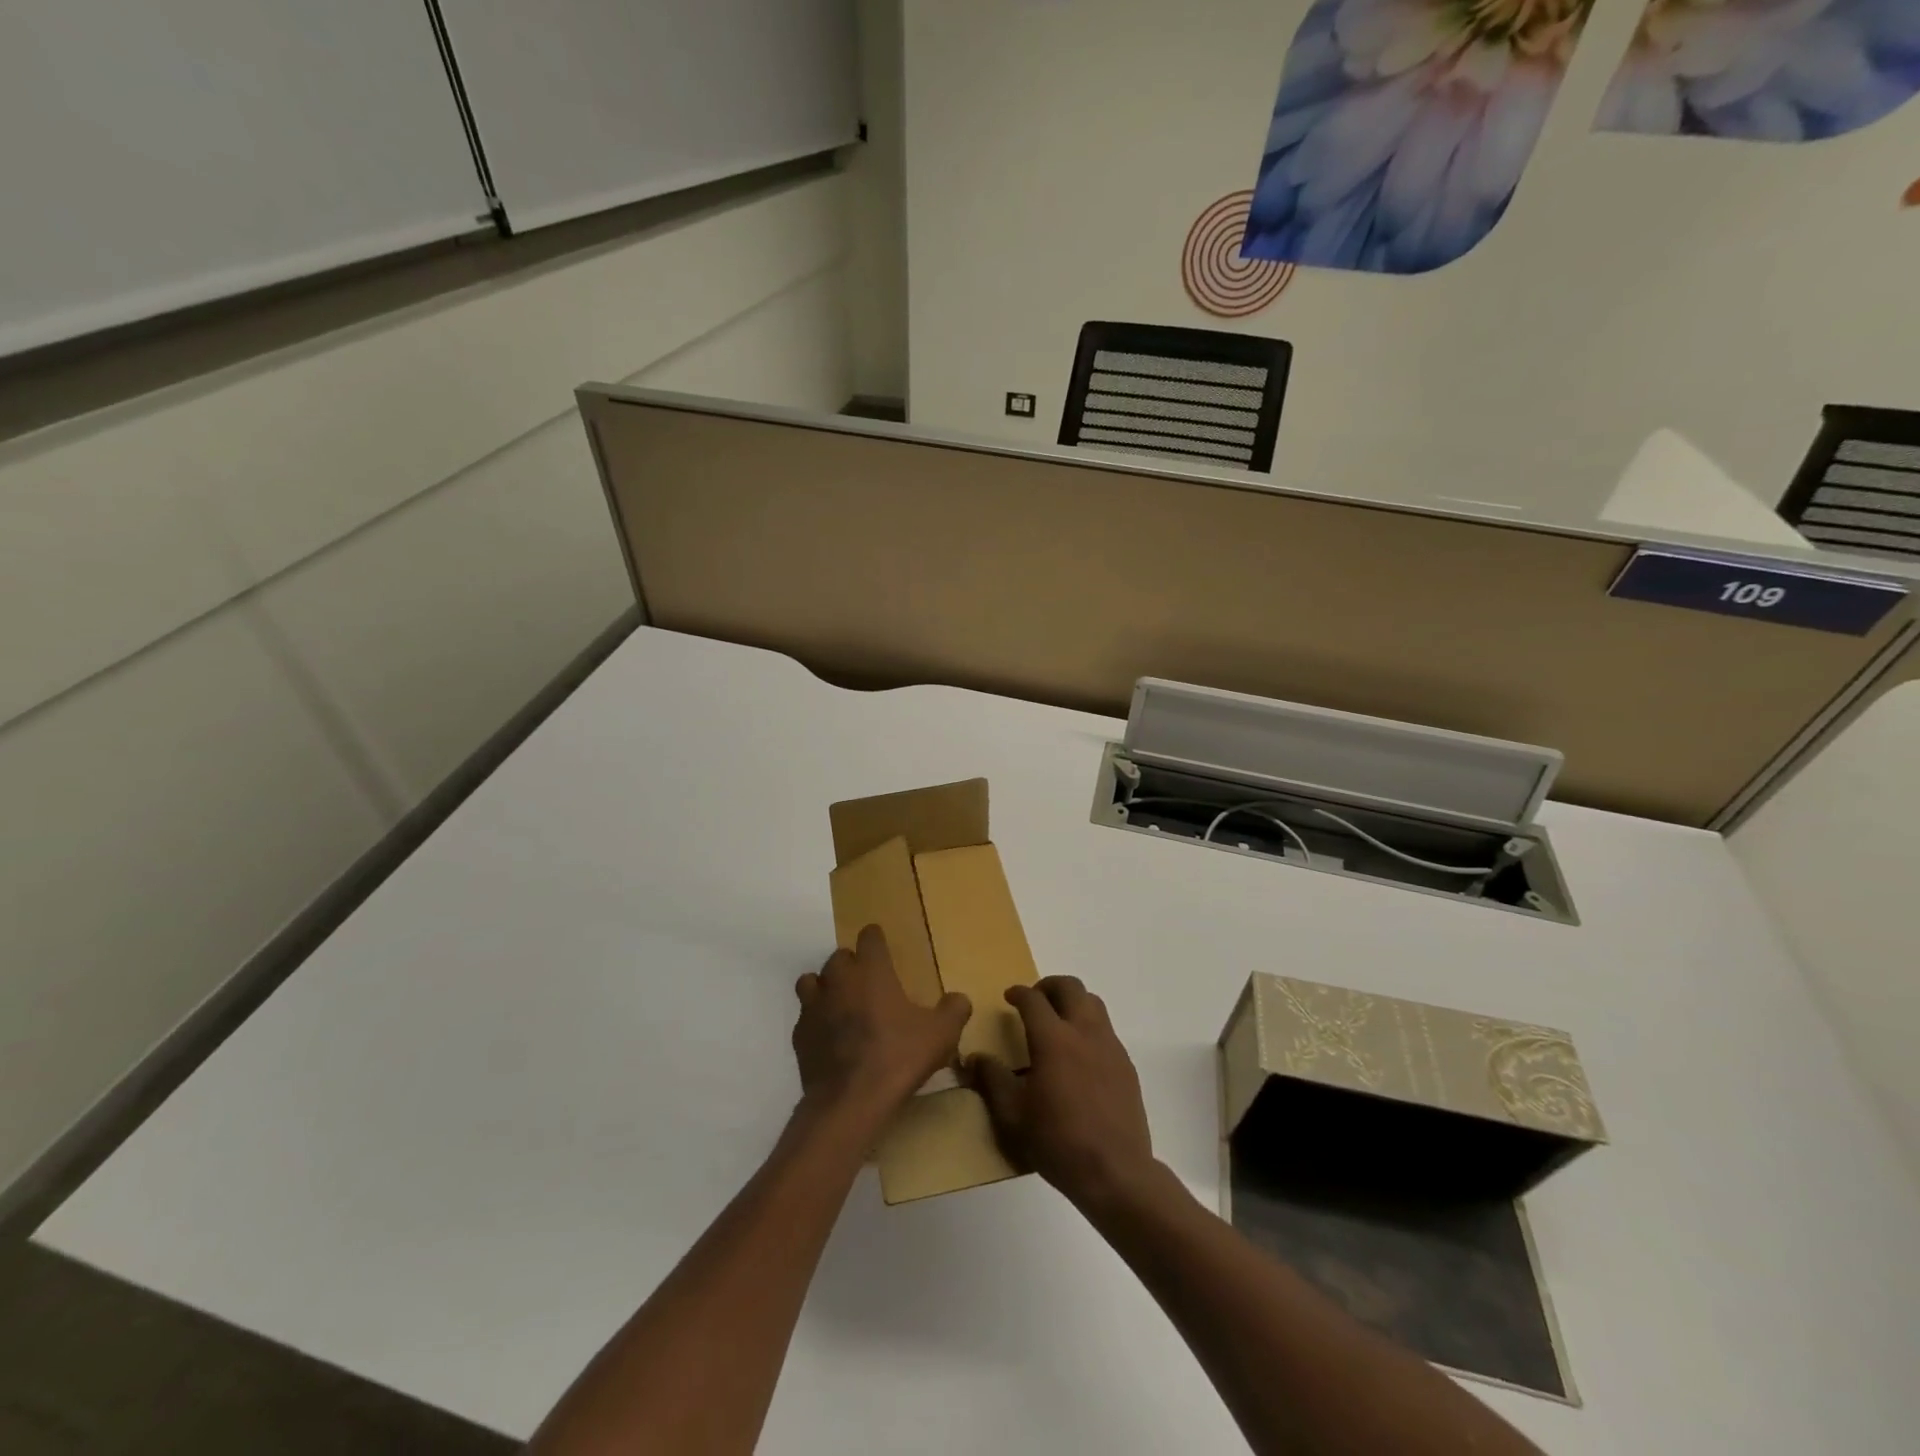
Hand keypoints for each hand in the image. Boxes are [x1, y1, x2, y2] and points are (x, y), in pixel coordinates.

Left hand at [793, 925, 971, 1122]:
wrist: (849, 1101)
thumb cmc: (898, 1057)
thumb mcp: (941, 1034)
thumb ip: (954, 1010)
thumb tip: (959, 999)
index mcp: (871, 970)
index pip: (869, 936)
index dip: (876, 939)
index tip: (883, 948)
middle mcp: (839, 979)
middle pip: (839, 956)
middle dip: (853, 965)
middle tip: (869, 984)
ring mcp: (814, 1006)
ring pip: (813, 981)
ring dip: (826, 986)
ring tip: (842, 1004)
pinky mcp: (799, 1034)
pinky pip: (805, 1015)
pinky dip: (816, 1019)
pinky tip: (829, 1037)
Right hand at [971, 977, 1155, 1211]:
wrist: (1115, 1171)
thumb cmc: (1057, 1142)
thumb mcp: (1012, 1115)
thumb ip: (992, 1079)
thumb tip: (975, 1057)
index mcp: (1053, 1039)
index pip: (1033, 999)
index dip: (1018, 992)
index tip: (1009, 996)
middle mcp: (1084, 1032)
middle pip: (1070, 987)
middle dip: (1049, 985)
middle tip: (1035, 999)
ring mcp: (1110, 1046)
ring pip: (1093, 1002)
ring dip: (1073, 1001)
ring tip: (1058, 1021)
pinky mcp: (1126, 1064)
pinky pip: (1106, 1029)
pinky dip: (1089, 1026)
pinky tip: (1080, 1054)